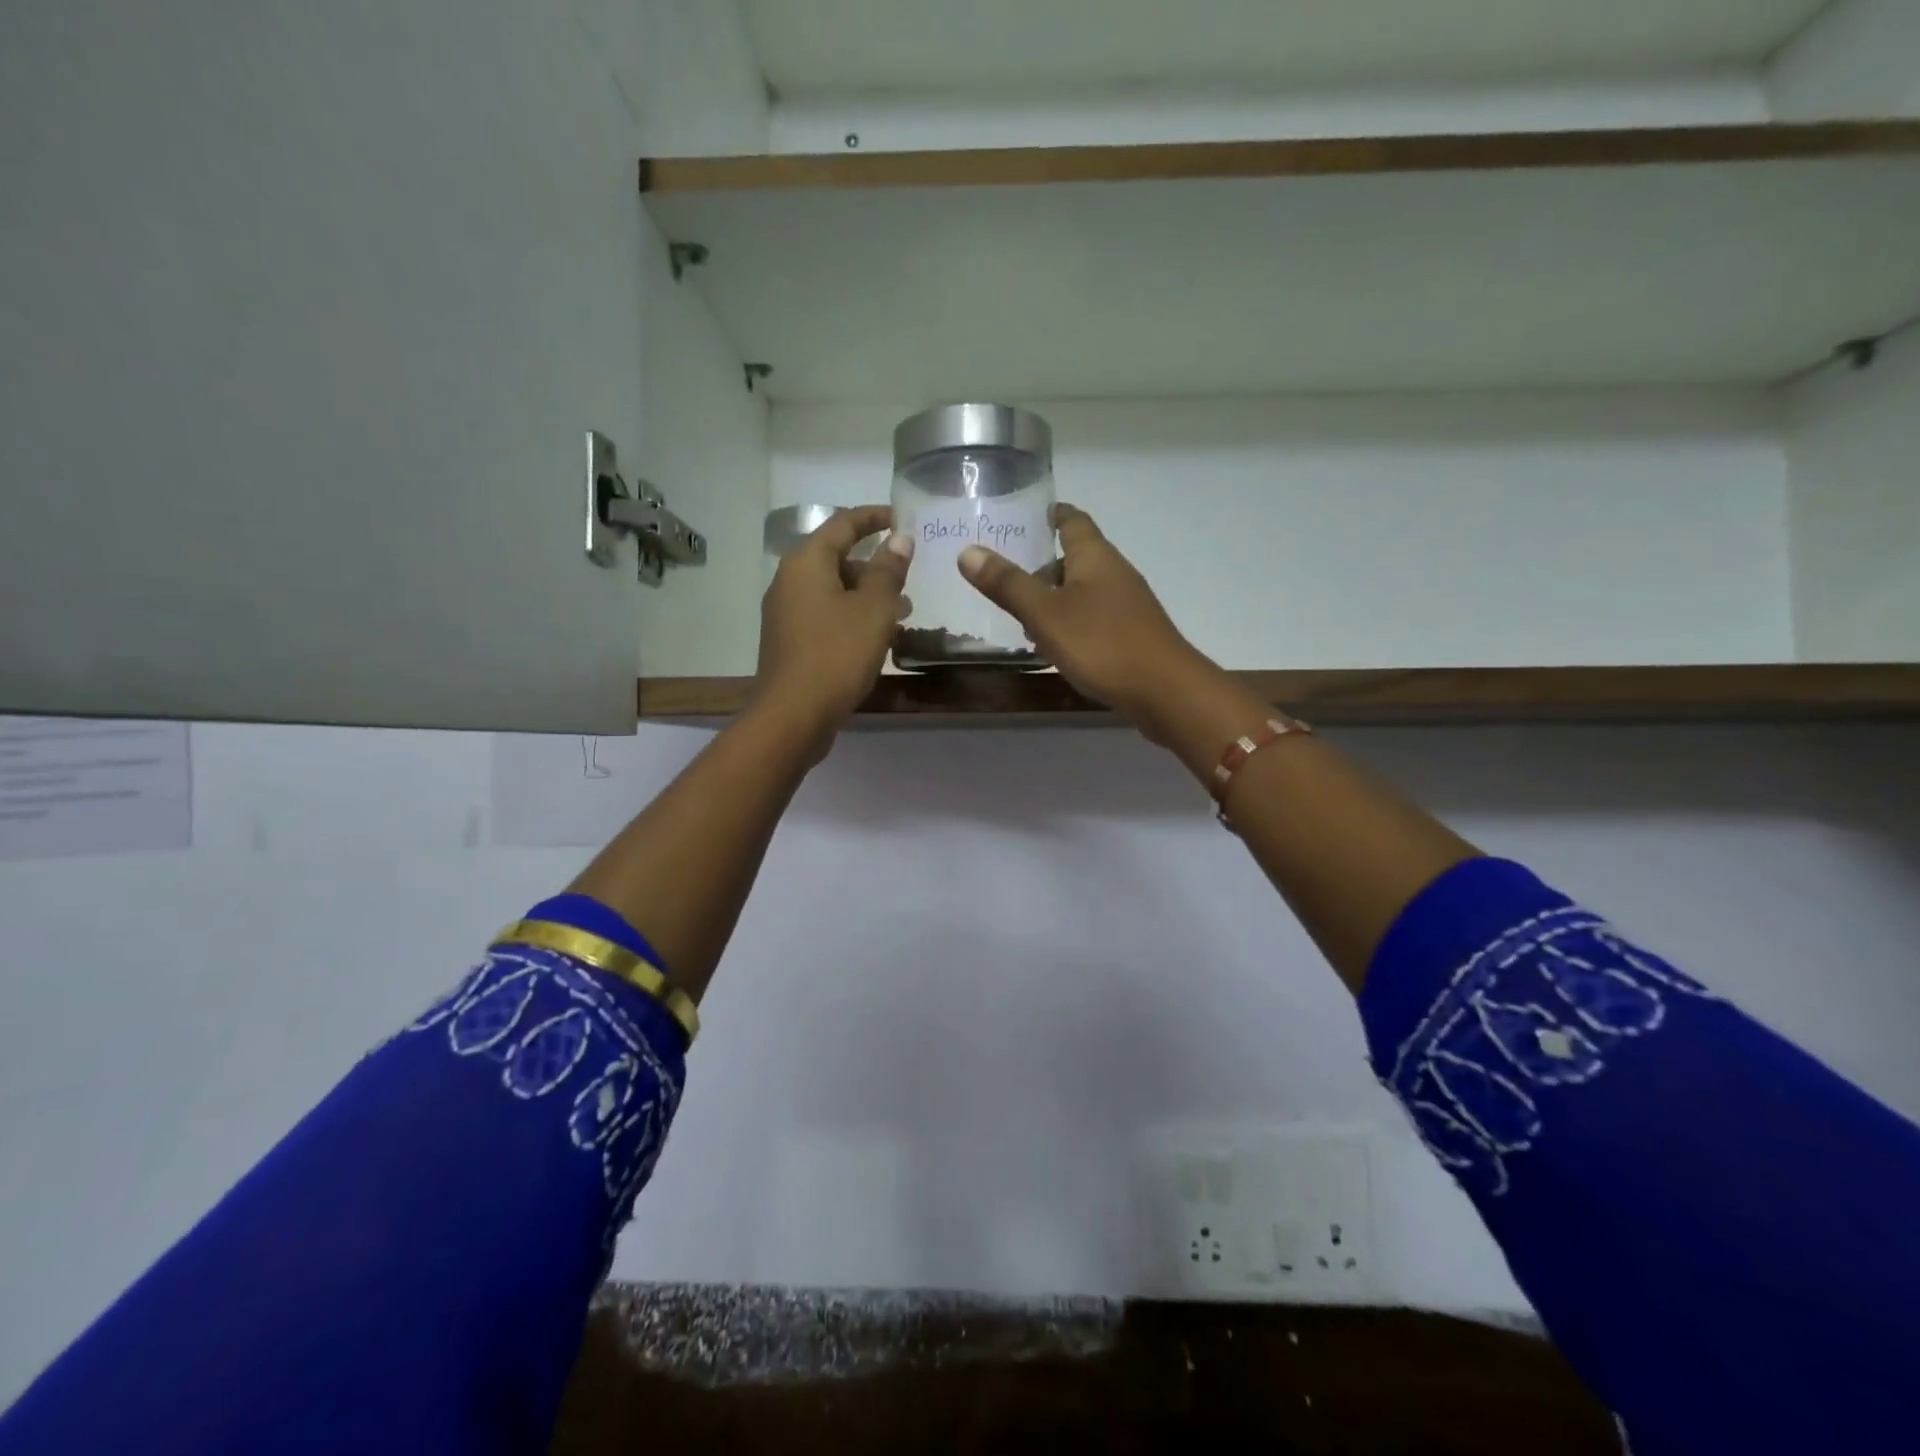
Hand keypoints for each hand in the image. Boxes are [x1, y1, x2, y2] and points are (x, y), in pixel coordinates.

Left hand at [755, 505, 912, 745]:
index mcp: (806, 562)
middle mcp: (789, 581)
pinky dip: (852, 617)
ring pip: (833, 590)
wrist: (793, 715)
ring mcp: (786, 613)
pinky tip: (877, 639)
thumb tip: (899, 539)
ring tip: (903, 615)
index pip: (843, 524)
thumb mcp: (873, 609)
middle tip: (909, 578)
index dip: (874, 517)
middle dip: (875, 565)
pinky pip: (826, 615)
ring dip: (867, 595)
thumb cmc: (836, 654)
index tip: (902, 519)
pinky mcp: (789, 641)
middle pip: (836, 558)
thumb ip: (888, 570)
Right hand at [958, 503, 1210, 738]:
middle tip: (1004, 575)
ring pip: (1082, 591)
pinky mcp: (1131, 635)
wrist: (1165, 691)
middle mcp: (1114, 573)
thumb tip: (968, 551)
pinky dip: (1069, 623)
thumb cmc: (1102, 644)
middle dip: (1042, 565)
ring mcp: (1127, 605)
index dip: (1050, 515)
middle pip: (1075, 557)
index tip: (1024, 516)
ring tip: (1019, 616)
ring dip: (1053, 599)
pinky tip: (1053, 646)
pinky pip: (1093, 618)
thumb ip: (1008, 584)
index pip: (1072, 520)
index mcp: (1095, 557)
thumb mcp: (1045, 614)